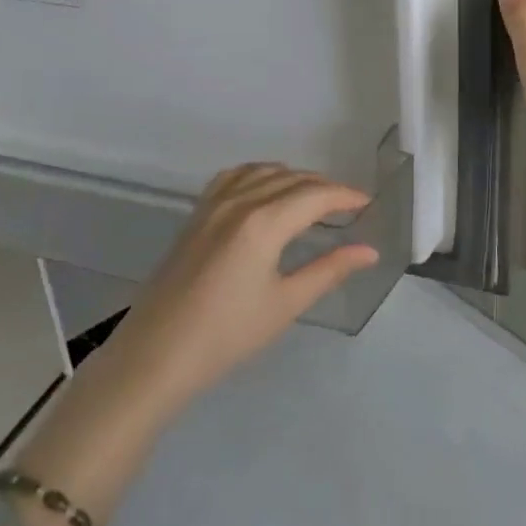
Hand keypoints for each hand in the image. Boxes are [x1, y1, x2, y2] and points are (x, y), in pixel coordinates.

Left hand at [107, 165, 378, 412]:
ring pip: (263, 171)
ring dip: (293, 178)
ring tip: (313, 198)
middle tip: (347, 206)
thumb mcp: (285, 304)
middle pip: (292, 179)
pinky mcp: (196, 214)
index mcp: (264, 222)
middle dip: (324, 187)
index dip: (345, 196)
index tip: (367, 203)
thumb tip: (369, 251)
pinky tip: (265, 190)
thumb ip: (329, 270)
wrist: (157, 354)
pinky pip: (234, 177)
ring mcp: (213, 204)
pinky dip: (259, 174)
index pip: (315, 195)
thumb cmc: (227, 334)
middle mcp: (239, 201)